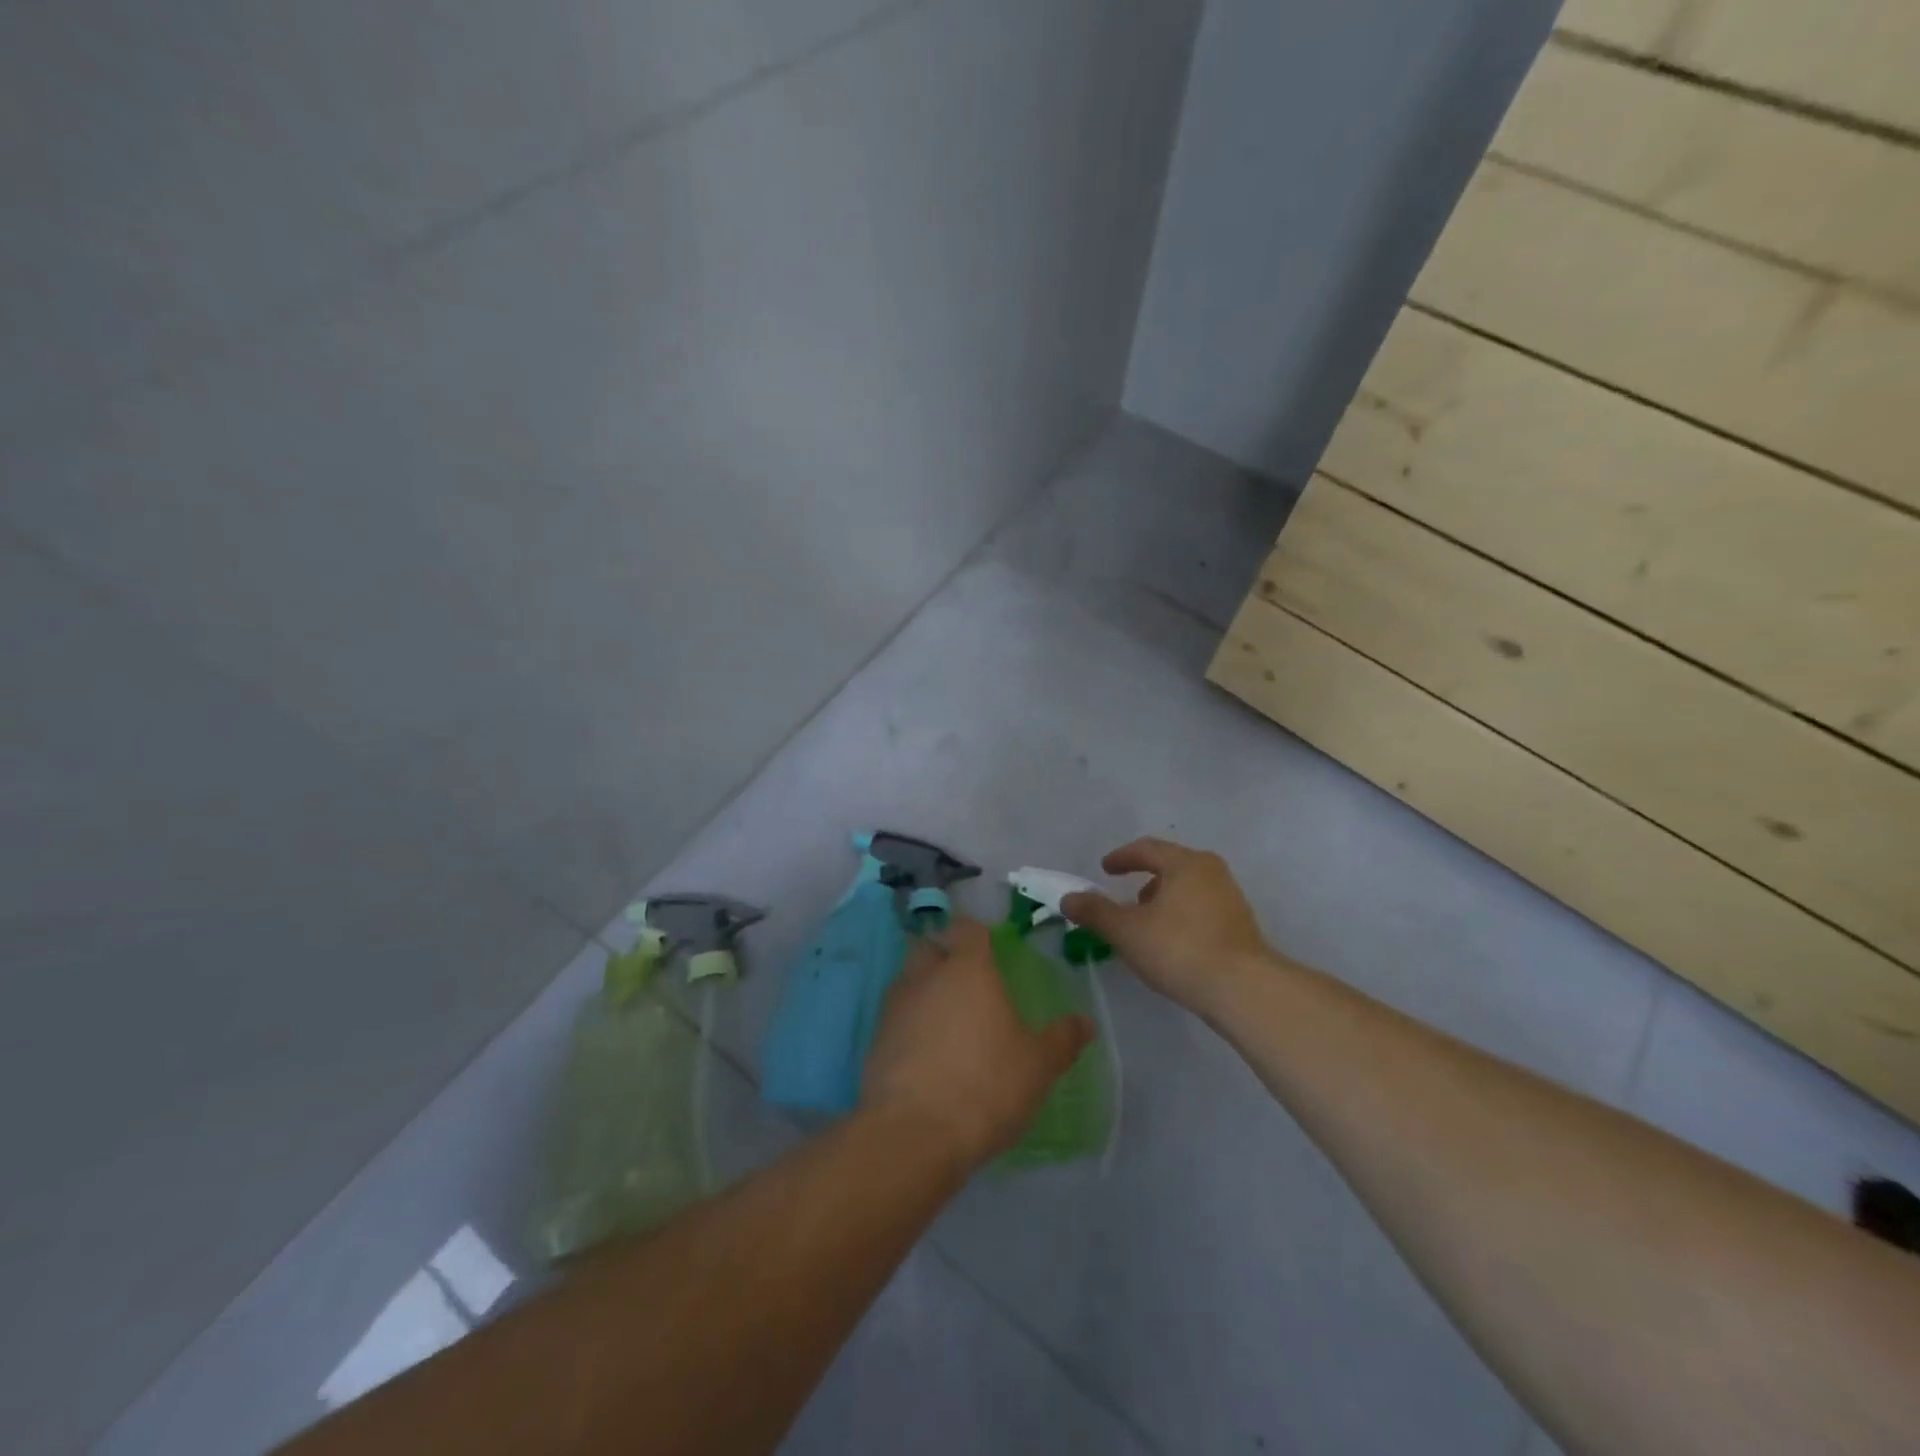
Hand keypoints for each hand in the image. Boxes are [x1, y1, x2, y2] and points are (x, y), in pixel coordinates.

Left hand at [862, 917, 1093, 1169]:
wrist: (914, 1132)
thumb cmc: (986, 1085)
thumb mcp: (1038, 1066)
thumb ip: (1062, 1040)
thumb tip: (1086, 1023)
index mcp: (968, 969)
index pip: (967, 928)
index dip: (977, 933)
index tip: (990, 948)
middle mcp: (926, 976)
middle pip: (930, 946)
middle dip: (944, 954)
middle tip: (967, 980)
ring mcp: (895, 1006)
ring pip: (908, 980)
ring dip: (924, 989)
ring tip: (947, 1018)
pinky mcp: (875, 1039)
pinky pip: (895, 1017)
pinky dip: (909, 1024)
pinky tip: (926, 1052)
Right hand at [1061, 838, 1268, 1010]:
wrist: (1242, 989)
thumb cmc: (1179, 949)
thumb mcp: (1127, 931)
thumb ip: (1095, 912)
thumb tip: (1068, 898)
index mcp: (1186, 863)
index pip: (1147, 849)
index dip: (1122, 858)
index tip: (1105, 869)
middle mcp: (1212, 872)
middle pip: (1171, 866)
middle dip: (1145, 879)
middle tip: (1126, 897)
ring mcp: (1230, 898)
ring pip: (1188, 889)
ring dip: (1164, 900)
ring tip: (1146, 924)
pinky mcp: (1240, 925)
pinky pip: (1202, 909)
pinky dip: (1181, 916)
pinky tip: (1171, 942)